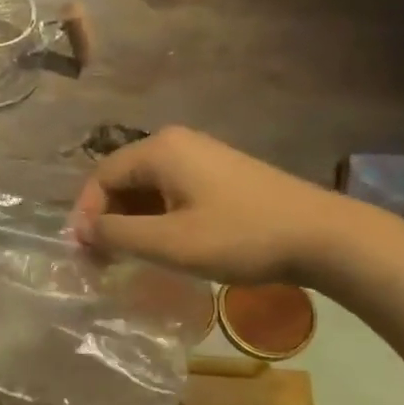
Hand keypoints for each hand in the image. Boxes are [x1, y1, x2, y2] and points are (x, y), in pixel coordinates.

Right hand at [70, 126, 338, 284]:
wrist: (320, 235)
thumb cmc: (239, 236)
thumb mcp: (169, 242)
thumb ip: (118, 235)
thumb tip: (82, 231)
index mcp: (160, 150)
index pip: (102, 177)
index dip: (86, 215)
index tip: (83, 254)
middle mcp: (177, 143)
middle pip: (124, 179)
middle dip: (109, 219)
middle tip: (103, 261)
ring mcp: (202, 156)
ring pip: (149, 188)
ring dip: (133, 222)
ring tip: (130, 259)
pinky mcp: (221, 174)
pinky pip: (173, 192)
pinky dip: (158, 218)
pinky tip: (164, 246)